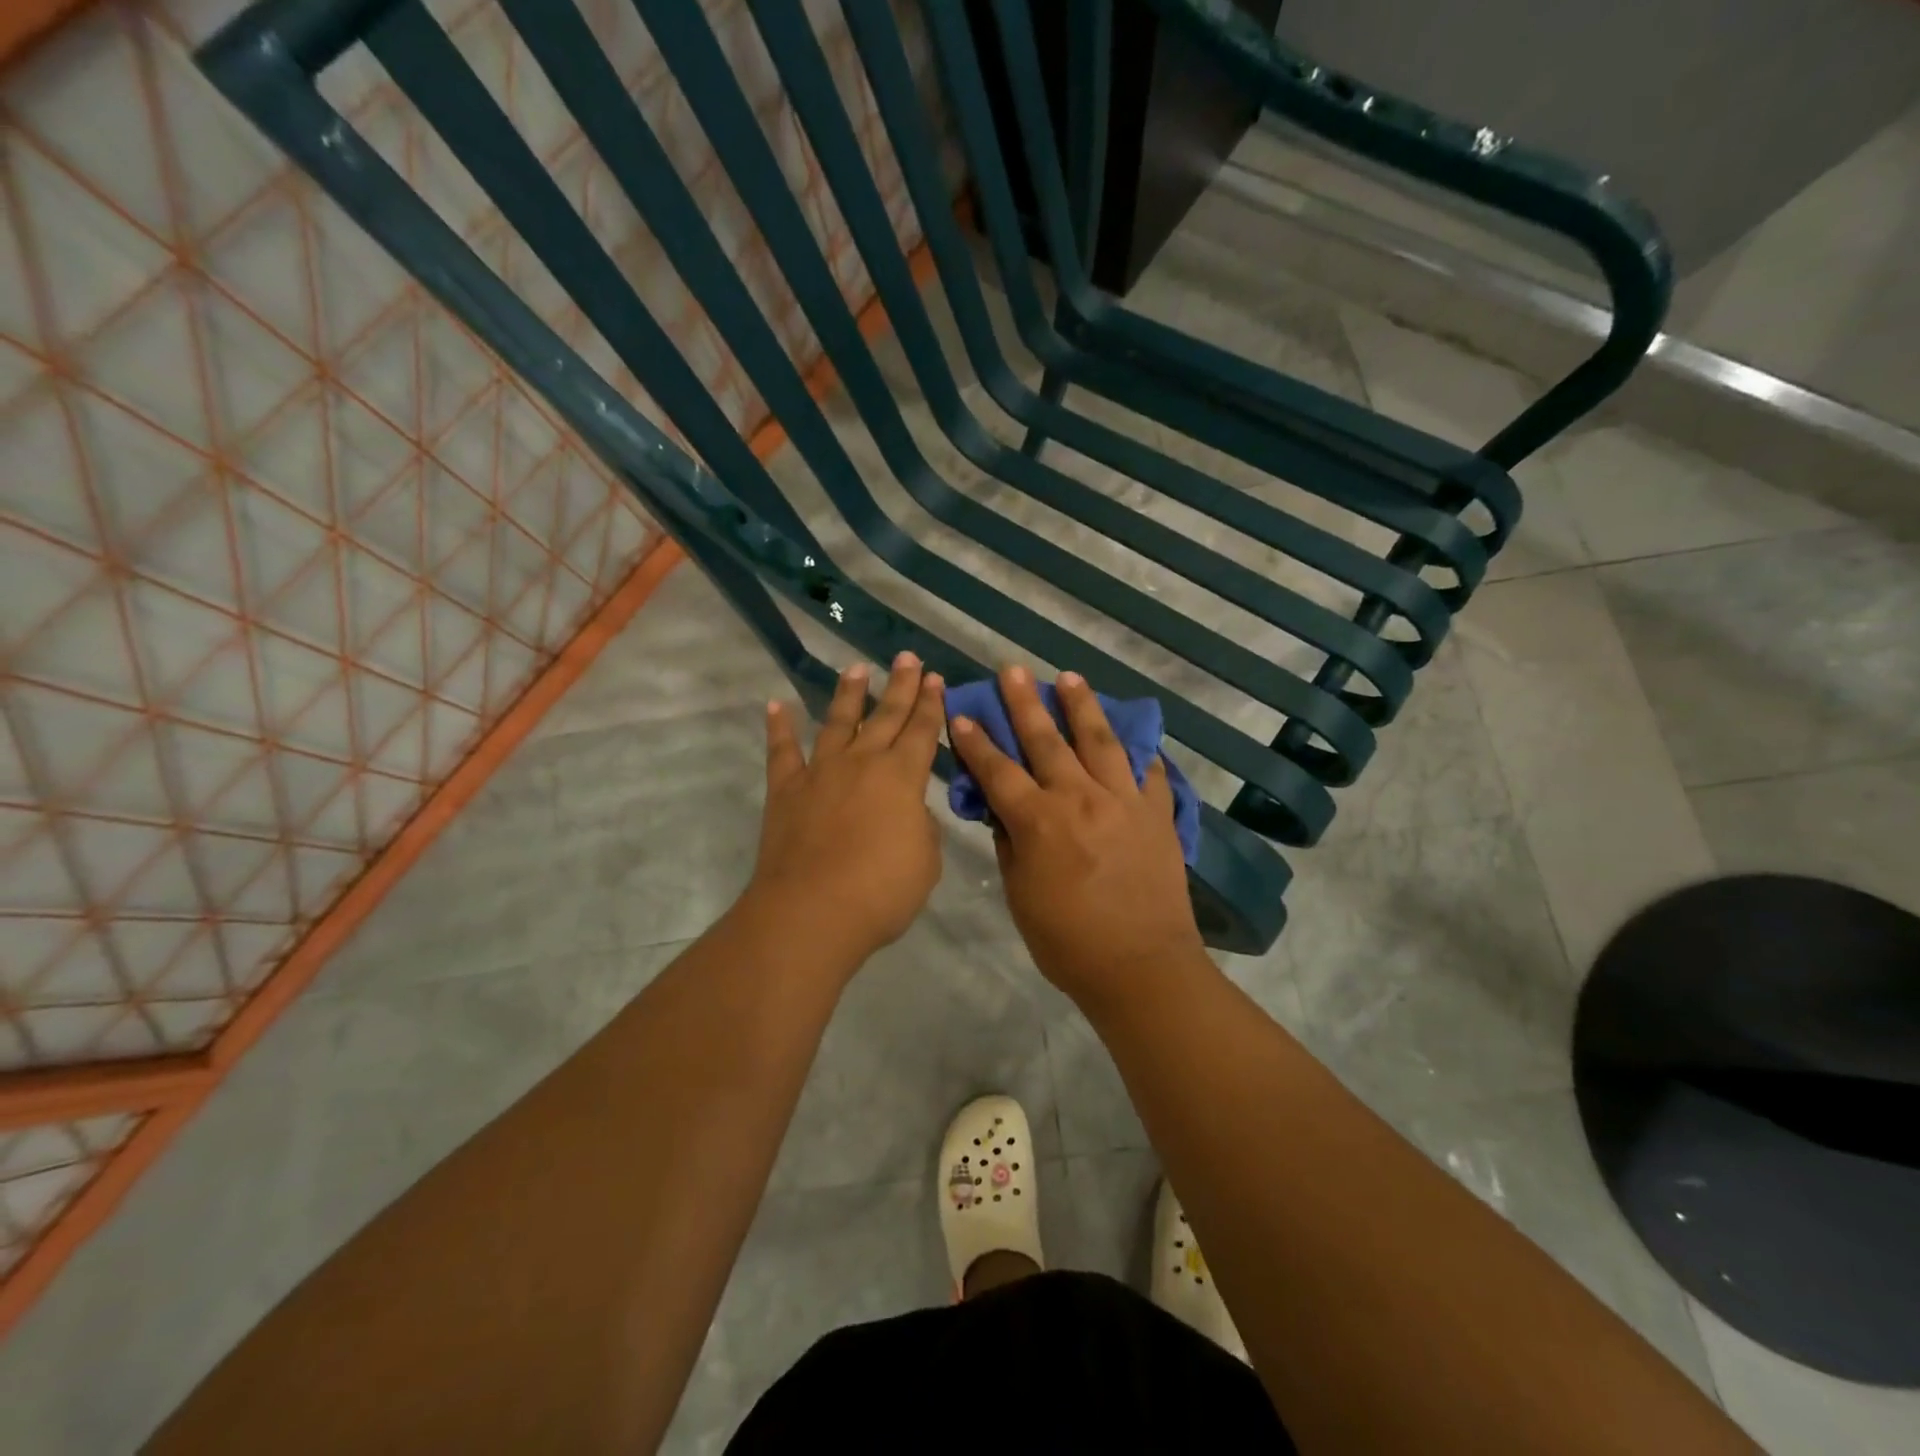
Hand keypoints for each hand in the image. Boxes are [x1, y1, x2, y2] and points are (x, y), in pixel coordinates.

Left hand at [742, 653, 945, 968]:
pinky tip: (777, 705)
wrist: (813, 911)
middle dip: (901, 686)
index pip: (922, 731)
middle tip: (908, 658)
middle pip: (886, 716)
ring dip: (849, 694)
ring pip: (838, 722)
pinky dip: (779, 727)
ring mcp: (821, 772)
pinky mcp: (786, 790)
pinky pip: (782, 751)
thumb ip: (921, 827)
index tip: (936, 678)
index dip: (931, 704)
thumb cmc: (882, 890)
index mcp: (902, 777)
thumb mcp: (926, 860)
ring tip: (857, 669)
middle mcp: (863, 762)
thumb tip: (909, 811)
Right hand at [949, 666, 1206, 1011]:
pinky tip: (1134, 736)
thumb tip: (1001, 811)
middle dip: (1025, 703)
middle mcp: (1080, 798)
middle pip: (1047, 741)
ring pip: (1100, 741)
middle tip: (1013, 670)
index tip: (962, 714)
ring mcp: (1124, 802)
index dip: (976, 742)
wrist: (1141, 967)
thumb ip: (1010, 845)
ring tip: (1070, 678)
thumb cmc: (1067, 942)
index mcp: (1040, 821)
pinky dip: (1140, 752)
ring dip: (1082, 706)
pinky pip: (1150, 773)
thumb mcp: (1020, 896)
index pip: (998, 771)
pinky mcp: (1158, 814)